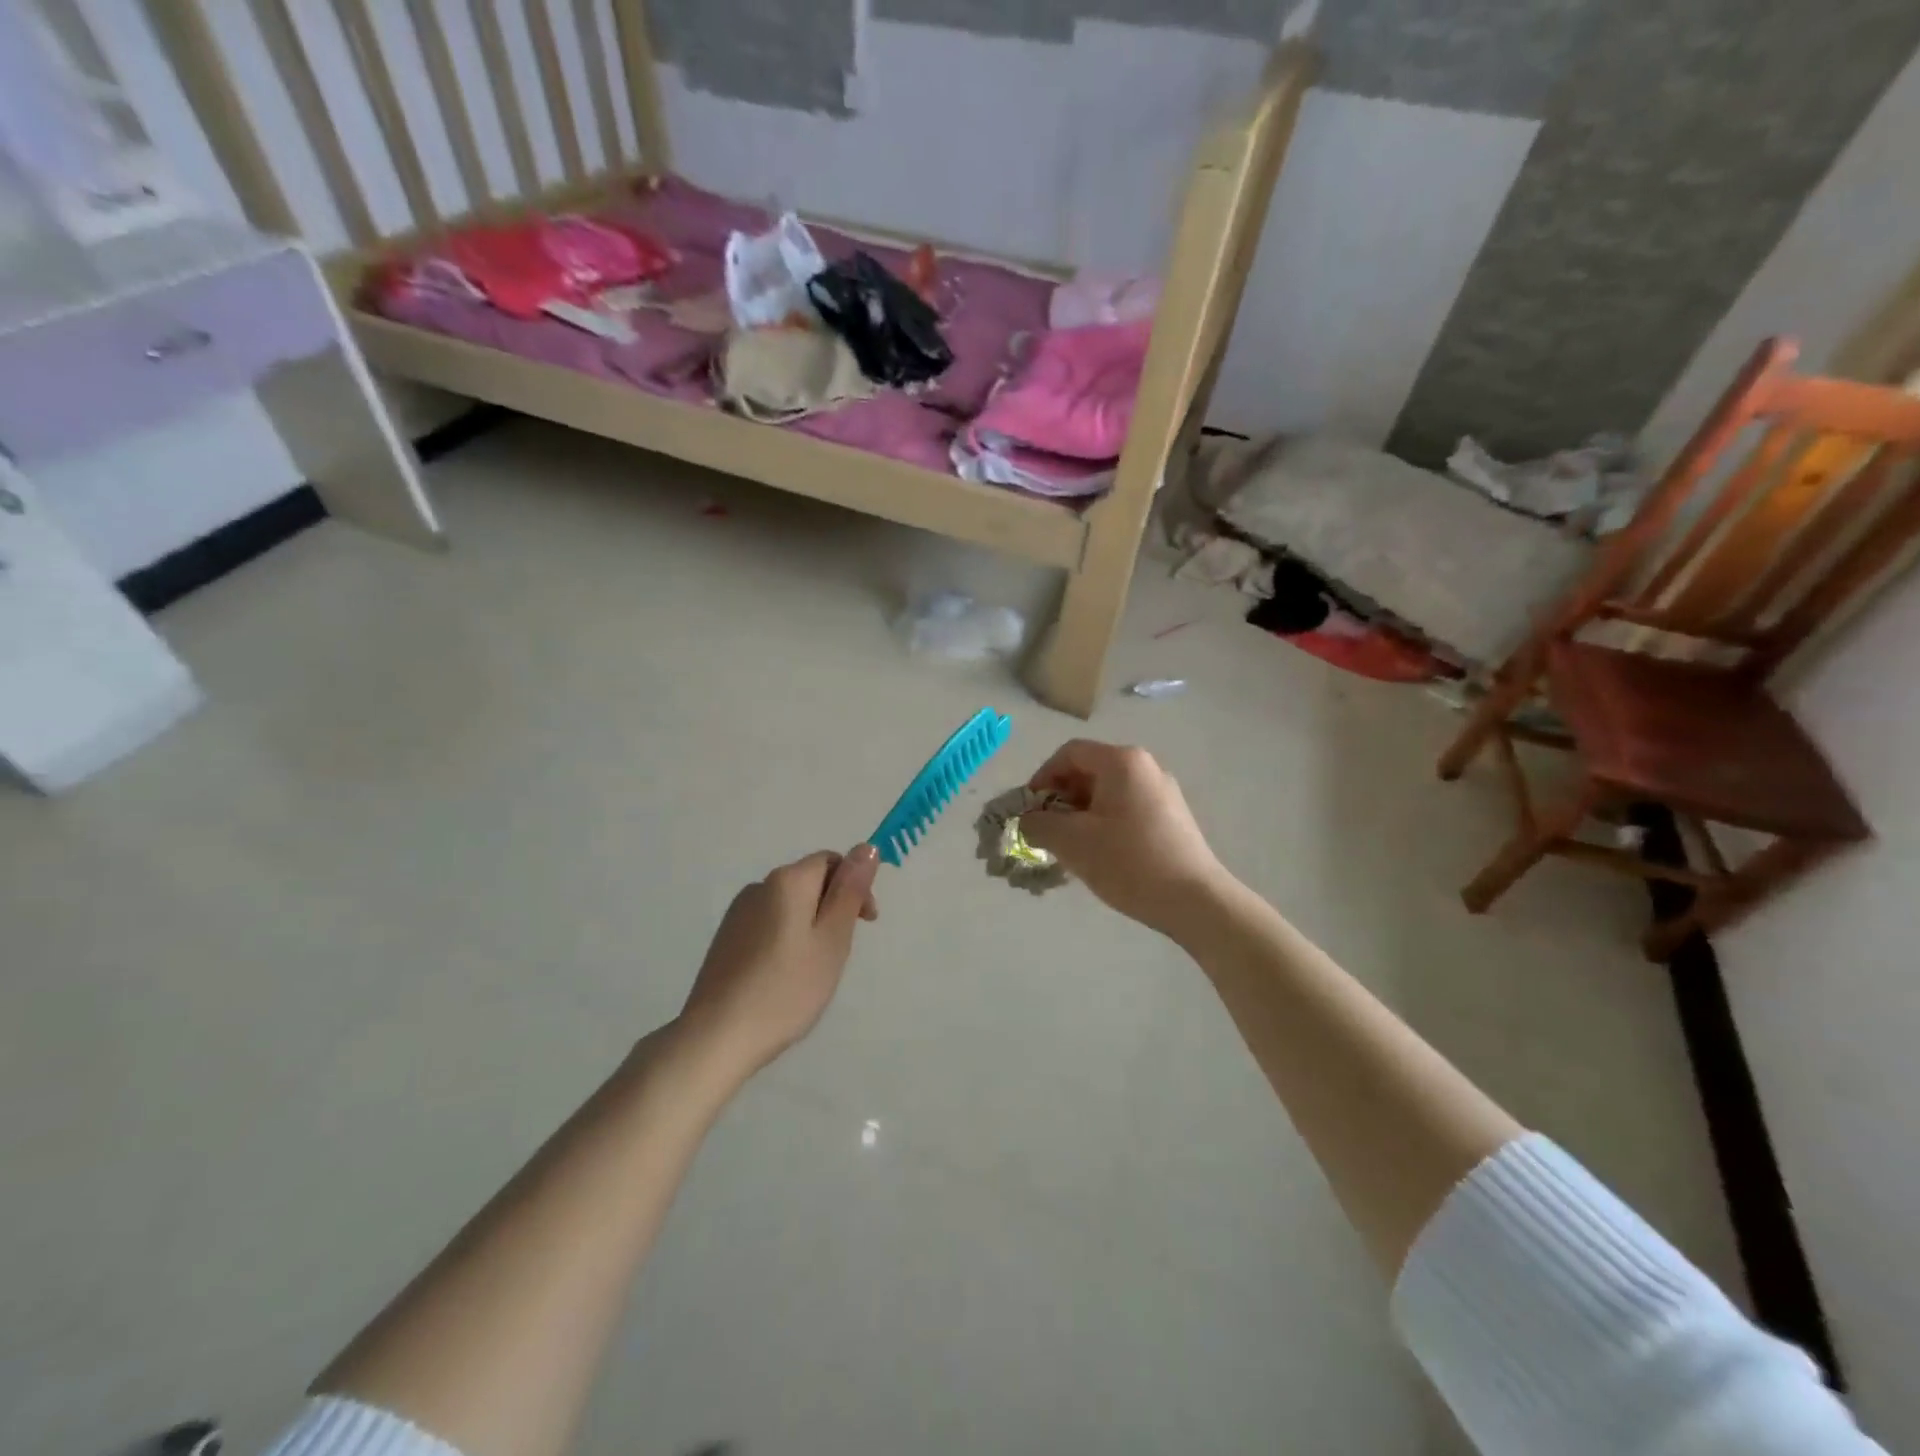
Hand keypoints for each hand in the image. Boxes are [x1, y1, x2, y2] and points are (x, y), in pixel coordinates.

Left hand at [678, 846, 879, 1078]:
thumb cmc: (787, 988)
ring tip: (813, 969)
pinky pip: (769, 924)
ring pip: (789, 905)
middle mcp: (759, 887)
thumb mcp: (832, 939)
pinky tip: (785, 976)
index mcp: (788, 881)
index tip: (865, 922)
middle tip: (840, 952)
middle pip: (809, 880)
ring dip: (811, 924)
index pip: (831, 860)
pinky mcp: (727, 939)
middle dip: (834, 907)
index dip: (856, 884)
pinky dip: (787, 938)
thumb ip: (850, 891)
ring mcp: (738, 913)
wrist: (718, 1036)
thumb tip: (867, 847)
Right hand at [1021, 741, 1229, 934]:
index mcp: (1122, 761)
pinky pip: (1126, 808)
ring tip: (1071, 847)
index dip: (1042, 777)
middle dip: (1061, 798)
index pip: (1069, 753)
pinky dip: (1104, 823)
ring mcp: (1163, 792)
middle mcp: (1145, 767)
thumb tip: (1028, 820)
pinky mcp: (1172, 817)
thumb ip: (1038, 824)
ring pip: (1107, 792)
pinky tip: (1101, 854)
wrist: (1195, 901)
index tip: (1029, 810)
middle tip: (1047, 831)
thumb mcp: (1072, 842)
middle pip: (1089, 770)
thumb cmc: (1129, 862)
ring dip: (1081, 814)